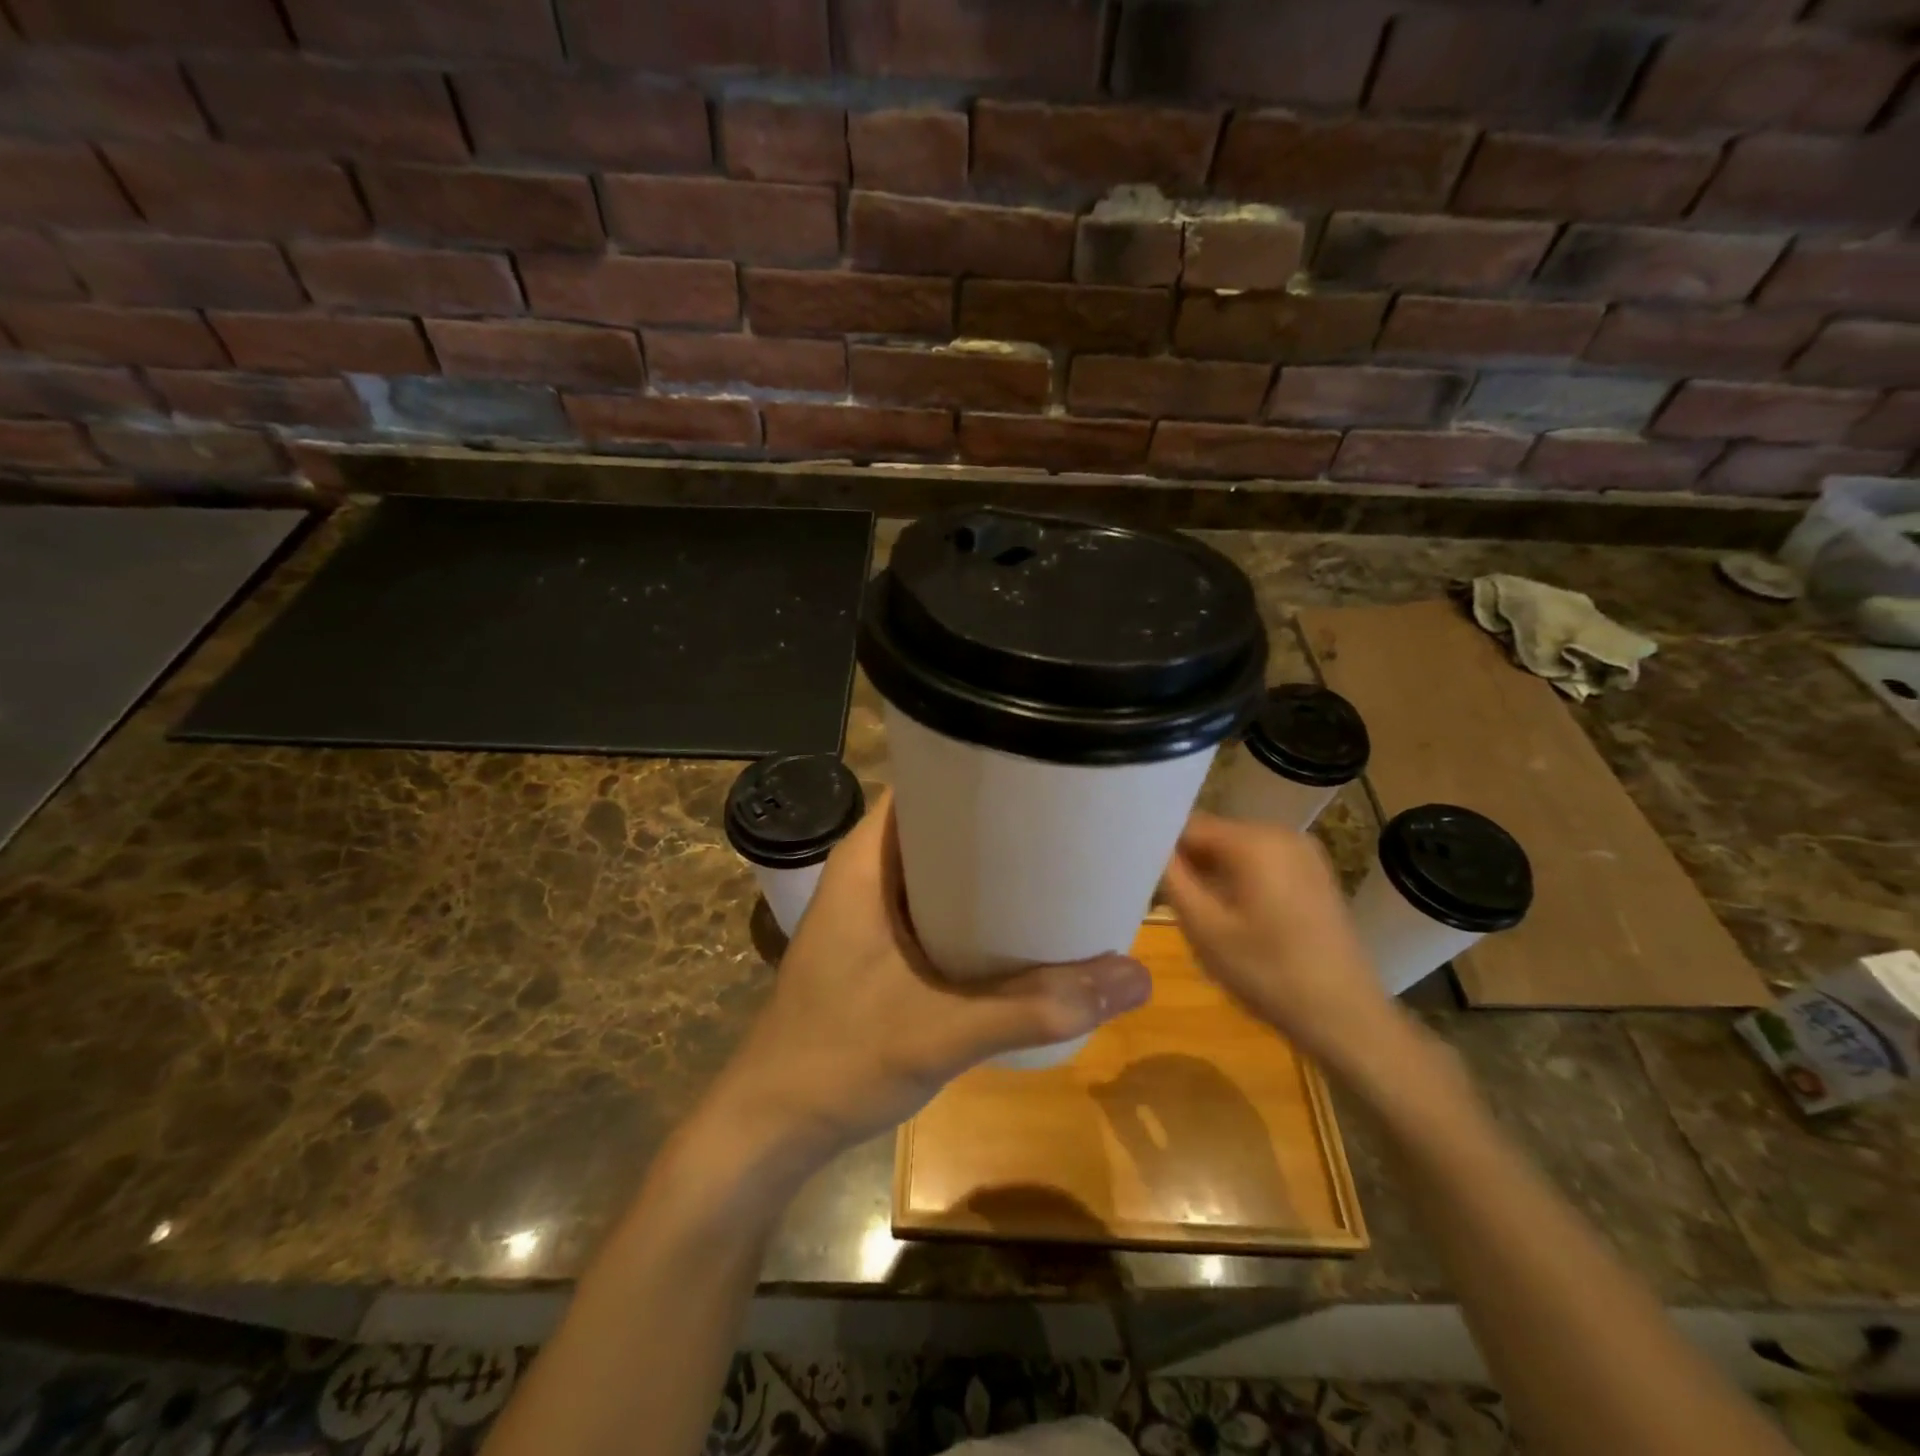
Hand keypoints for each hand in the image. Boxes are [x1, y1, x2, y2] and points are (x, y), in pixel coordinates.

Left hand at [711, 791, 1152, 1165]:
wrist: (773, 1126)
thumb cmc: (840, 1059)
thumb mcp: (943, 1031)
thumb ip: (1036, 1007)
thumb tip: (1136, 977)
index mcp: (865, 863)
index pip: (923, 784)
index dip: (977, 772)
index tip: (1039, 776)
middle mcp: (865, 876)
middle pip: (938, 826)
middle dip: (996, 824)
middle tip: (1063, 824)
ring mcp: (868, 914)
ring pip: (937, 870)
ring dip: (986, 871)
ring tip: (1053, 866)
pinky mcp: (876, 949)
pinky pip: (932, 907)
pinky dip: (971, 909)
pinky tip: (1015, 927)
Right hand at [1163, 812, 1402, 1076]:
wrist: (1346, 1018)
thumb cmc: (1268, 973)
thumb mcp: (1204, 928)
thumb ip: (1172, 878)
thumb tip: (1149, 845)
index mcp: (1254, 840)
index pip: (1188, 824)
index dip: (1161, 847)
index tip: (1144, 876)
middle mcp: (1282, 833)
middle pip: (1214, 835)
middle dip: (1189, 864)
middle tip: (1170, 903)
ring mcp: (1304, 853)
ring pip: (1236, 851)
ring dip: (1213, 875)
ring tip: (1203, 916)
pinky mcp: (1315, 875)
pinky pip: (1262, 864)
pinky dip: (1240, 882)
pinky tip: (1236, 920)